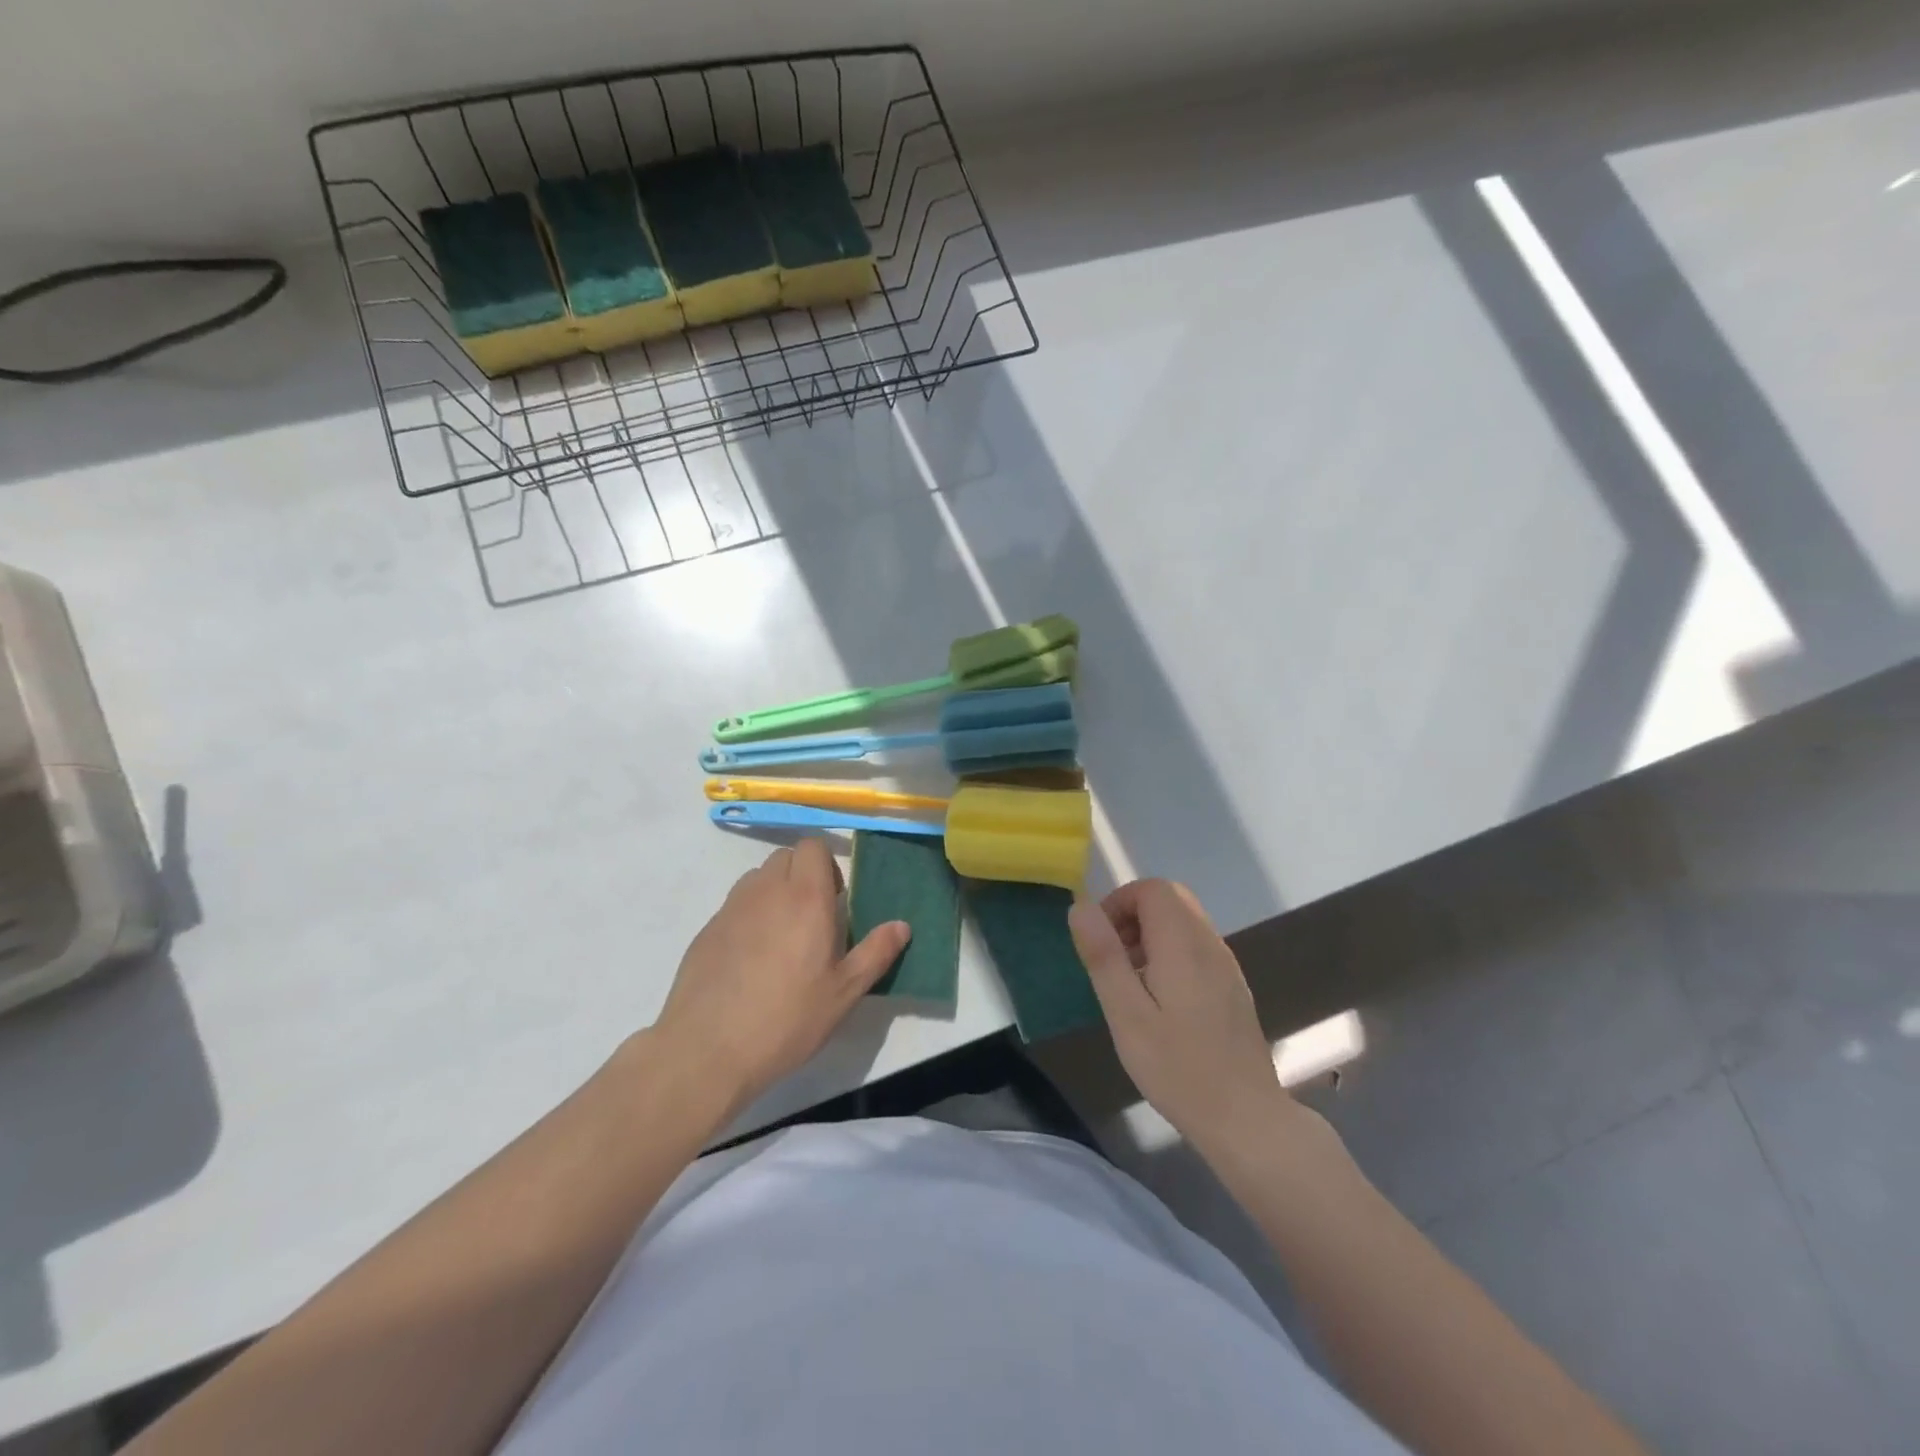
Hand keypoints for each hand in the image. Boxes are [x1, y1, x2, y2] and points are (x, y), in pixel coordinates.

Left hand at [653, 839, 908, 1117]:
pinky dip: (750, 915)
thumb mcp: (844, 993)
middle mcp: (767, 891)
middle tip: (814, 917)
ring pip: (758, 877)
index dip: (827, 864)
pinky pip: (735, 904)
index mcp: (806, 897)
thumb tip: (902, 925)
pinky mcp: (707, 929)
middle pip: (786, 856)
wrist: (708, 1049)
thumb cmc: (787, 1018)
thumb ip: (876, 953)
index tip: (836, 898)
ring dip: (775, 891)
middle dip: (803, 874)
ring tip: (783, 936)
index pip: (813, 846)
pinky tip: (752, 959)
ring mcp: (732, 908)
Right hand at [1069, 879, 1288, 1157]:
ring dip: (1150, 935)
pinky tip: (1160, 1002)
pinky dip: (1170, 953)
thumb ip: (1103, 955)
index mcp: (1183, 944)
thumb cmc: (1178, 1068)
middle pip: (1170, 899)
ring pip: (1184, 921)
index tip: (1101, 941)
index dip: (1119, 902)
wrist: (1246, 1118)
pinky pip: (1196, 946)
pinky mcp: (1233, 986)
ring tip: (1131, 983)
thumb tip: (1081, 906)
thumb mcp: (1127, 1014)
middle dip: (1133, 915)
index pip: (1152, 889)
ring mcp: (1226, 965)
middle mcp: (1210, 944)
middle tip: (1113, 959)